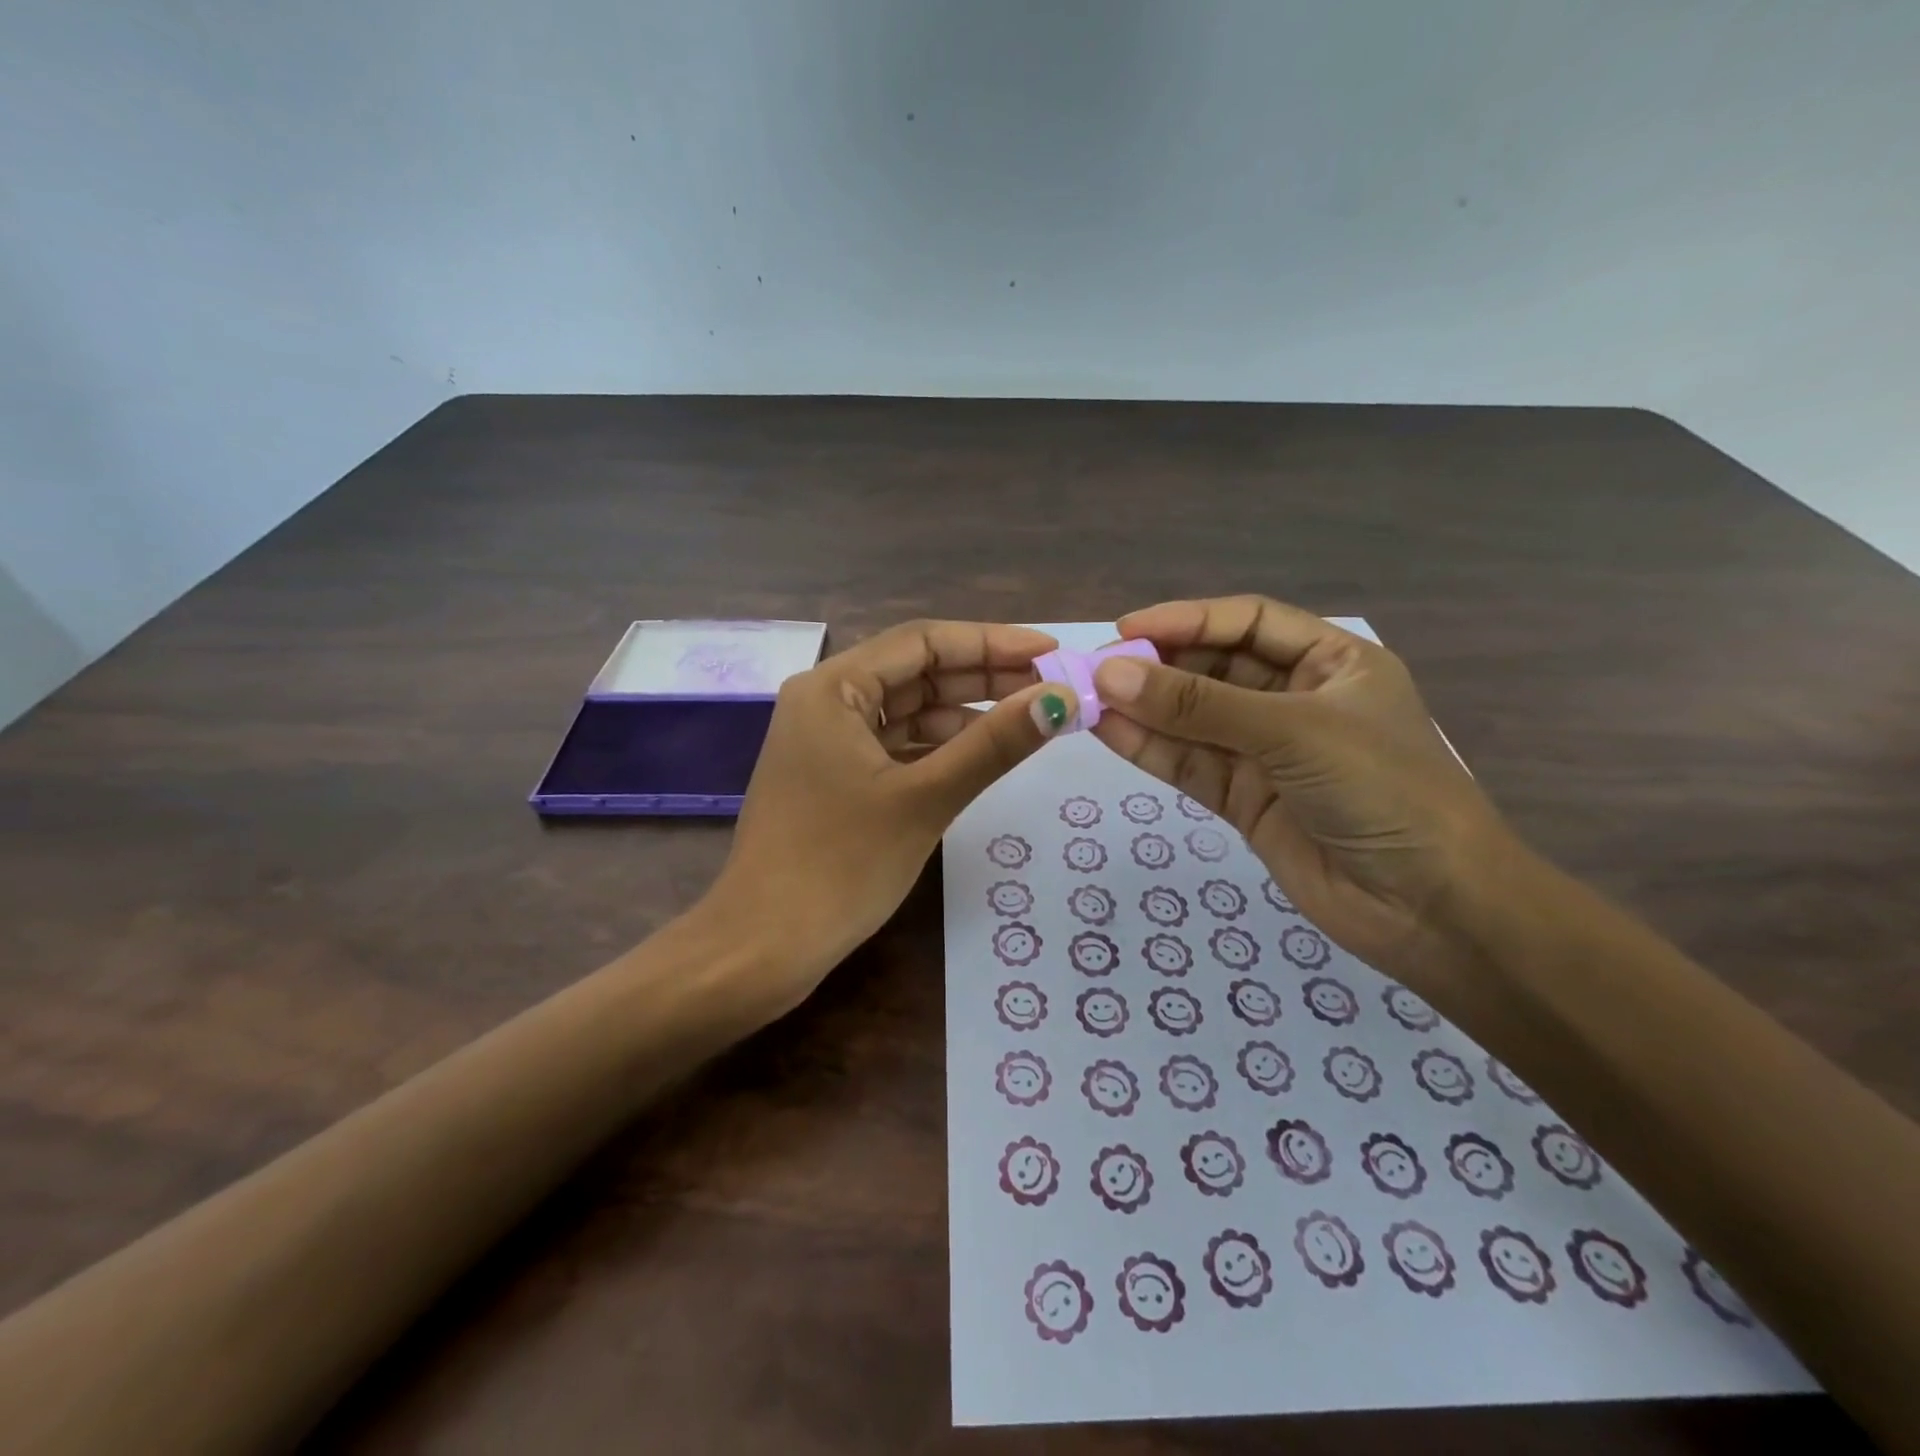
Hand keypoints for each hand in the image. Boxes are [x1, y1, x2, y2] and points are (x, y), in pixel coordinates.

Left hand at [706, 619, 1075, 1013]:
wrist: (763, 947)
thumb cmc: (840, 866)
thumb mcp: (925, 799)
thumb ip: (994, 744)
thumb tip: (1060, 699)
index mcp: (833, 688)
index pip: (922, 642)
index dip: (990, 641)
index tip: (1049, 651)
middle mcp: (825, 701)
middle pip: (916, 672)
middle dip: (983, 677)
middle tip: (1049, 686)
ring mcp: (827, 741)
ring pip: (908, 711)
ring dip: (965, 714)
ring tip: (1028, 718)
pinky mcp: (834, 777)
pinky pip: (896, 745)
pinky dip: (938, 747)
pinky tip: (982, 754)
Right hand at [1089, 596, 1512, 989]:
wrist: (1430, 908)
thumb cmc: (1384, 791)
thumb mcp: (1294, 732)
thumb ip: (1199, 706)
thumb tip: (1111, 675)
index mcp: (1331, 662)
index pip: (1249, 622)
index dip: (1189, 619)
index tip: (1126, 630)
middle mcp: (1296, 700)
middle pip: (1215, 669)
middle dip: (1160, 667)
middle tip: (1099, 671)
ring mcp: (1267, 753)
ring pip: (1194, 720)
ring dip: (1145, 709)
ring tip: (1088, 699)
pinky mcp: (1245, 799)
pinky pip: (1190, 764)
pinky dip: (1150, 749)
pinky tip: (1108, 732)